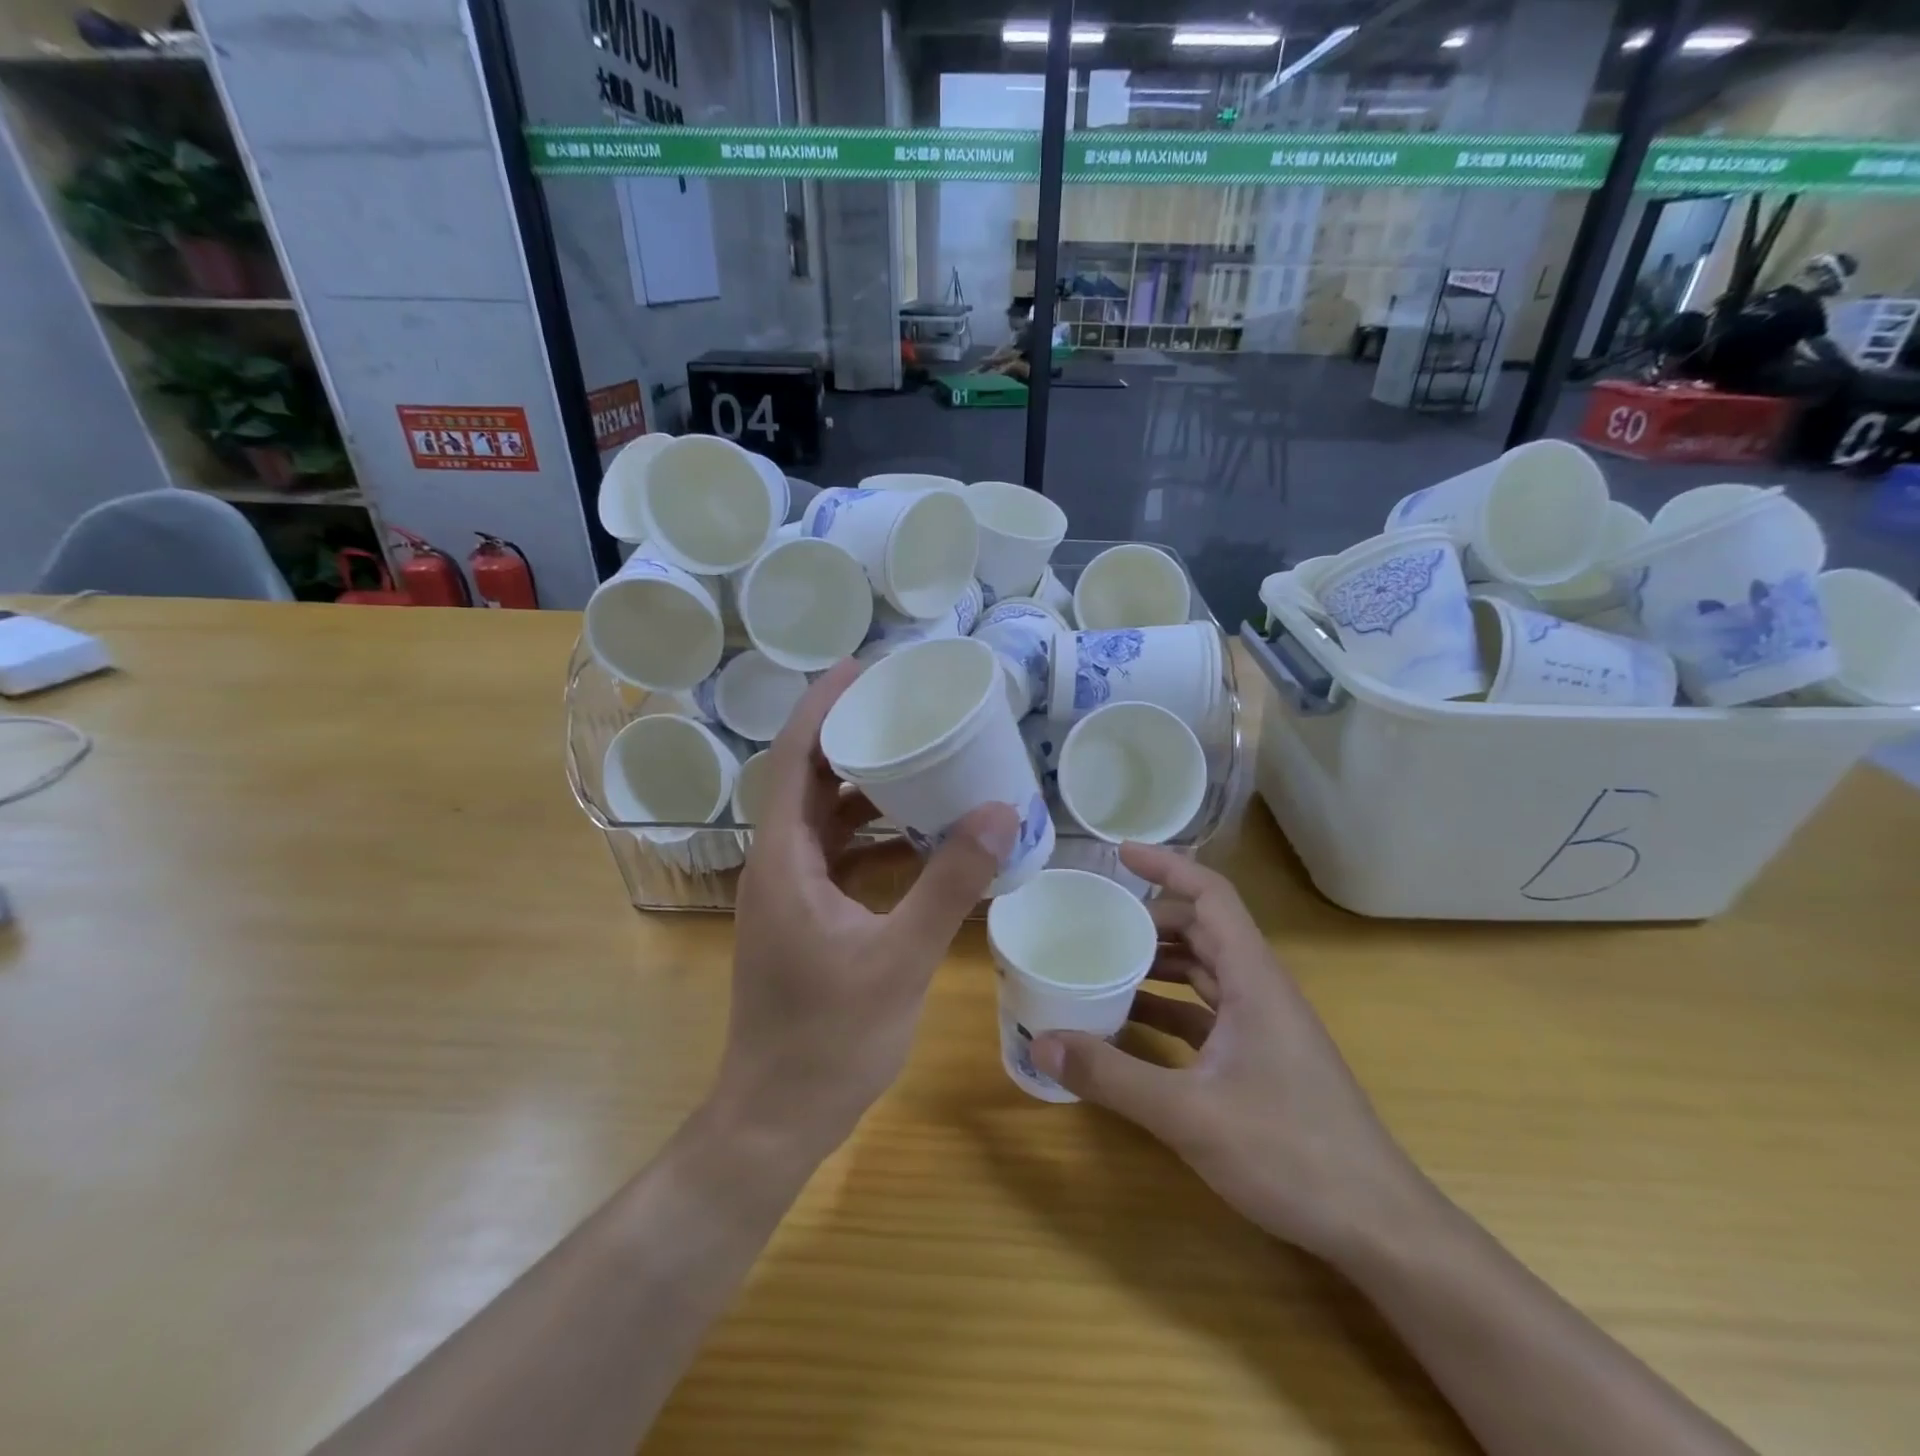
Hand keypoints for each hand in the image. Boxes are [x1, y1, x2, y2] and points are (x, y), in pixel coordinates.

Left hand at [722, 661, 1017, 1155]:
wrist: (777, 1117)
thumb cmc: (830, 1039)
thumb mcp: (900, 958)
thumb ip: (950, 883)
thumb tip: (999, 812)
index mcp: (783, 860)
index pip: (792, 759)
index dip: (821, 708)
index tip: (861, 669)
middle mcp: (776, 864)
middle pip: (806, 779)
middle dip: (848, 737)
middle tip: (902, 705)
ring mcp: (788, 892)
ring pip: (821, 818)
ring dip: (862, 786)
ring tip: (917, 755)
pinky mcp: (803, 916)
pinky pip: (835, 853)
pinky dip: (870, 833)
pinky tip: (916, 832)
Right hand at [1030, 845, 1429, 1263]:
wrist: (1378, 1225)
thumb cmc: (1292, 1153)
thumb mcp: (1189, 1114)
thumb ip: (1112, 1076)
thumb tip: (1041, 1043)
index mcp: (1254, 978)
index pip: (1211, 895)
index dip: (1167, 866)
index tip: (1119, 854)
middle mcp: (1261, 989)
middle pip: (1203, 928)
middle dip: (1151, 918)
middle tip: (1096, 922)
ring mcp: (1264, 1026)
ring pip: (1205, 970)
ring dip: (1159, 962)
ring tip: (1104, 965)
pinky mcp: (1261, 1058)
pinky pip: (1207, 1011)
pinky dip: (1169, 1006)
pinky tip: (1132, 1026)